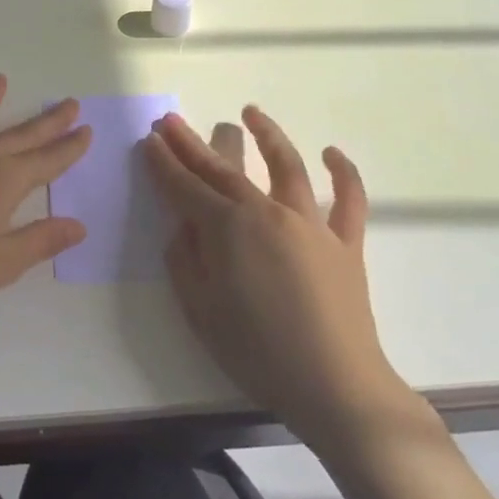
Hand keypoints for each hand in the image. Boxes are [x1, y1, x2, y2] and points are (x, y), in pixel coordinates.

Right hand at [146, 107, 420, 457]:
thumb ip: (185, 261)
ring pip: (287, 167)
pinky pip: (349, 200)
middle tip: (171, 120)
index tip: (149, 140)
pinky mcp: (344, 243)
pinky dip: (343, 173)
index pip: (185, 187)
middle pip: (222, 169)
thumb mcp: (200, 311)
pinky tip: (332, 152)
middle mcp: (266, 213)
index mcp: (227, 229)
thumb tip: (184, 228)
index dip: (164, 163)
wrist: (336, 387)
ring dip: (267, 135)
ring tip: (250, 112)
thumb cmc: (258, 352)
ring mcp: (310, 224)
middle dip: (192, 144)